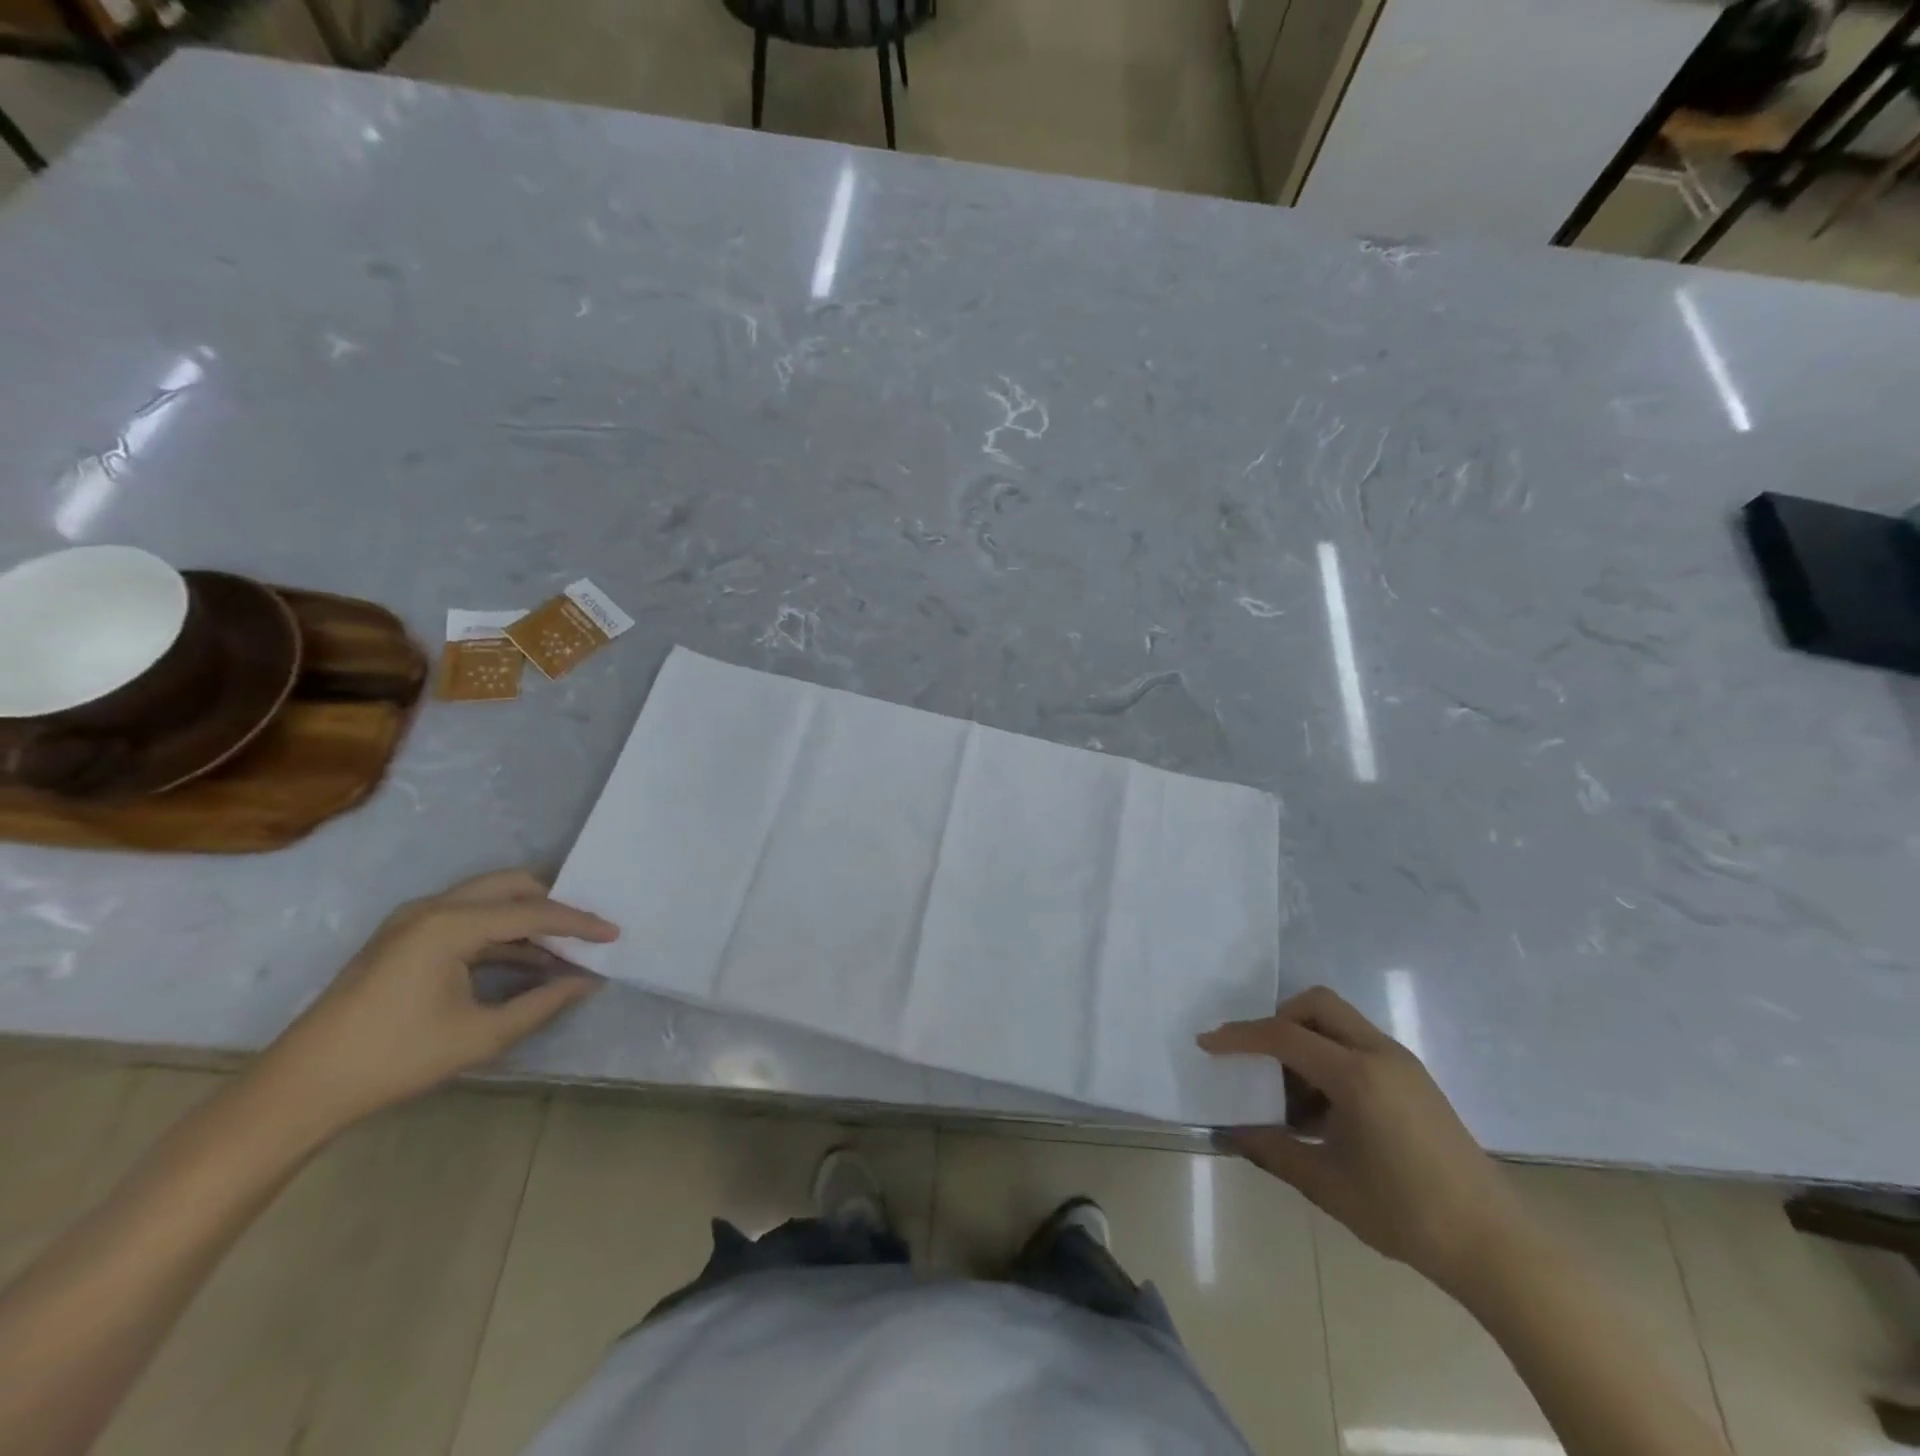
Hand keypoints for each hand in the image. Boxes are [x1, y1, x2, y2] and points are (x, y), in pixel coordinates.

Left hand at [255, 871, 619, 1136]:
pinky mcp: (404, 937)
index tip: (615, 933)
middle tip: (588, 929)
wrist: (301, 1088)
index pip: (532, 913)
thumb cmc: (396, 1059)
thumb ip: (543, 1002)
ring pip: (489, 898)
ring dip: (528, 917)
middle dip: (555, 904)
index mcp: (450, 925)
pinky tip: (525, 958)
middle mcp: (432, 908)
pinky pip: (468, 917)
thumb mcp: (481, 1035)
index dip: (579, 923)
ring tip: (564, 945)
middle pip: (511, 886)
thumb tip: (588, 981)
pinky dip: (501, 931)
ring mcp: (413, 919)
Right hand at [1199, 986, 1529, 1296]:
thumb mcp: (1327, 1185)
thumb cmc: (1406, 1214)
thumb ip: (1273, 1150)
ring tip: (1294, 1099)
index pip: (1283, 1034)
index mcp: (1356, 1075)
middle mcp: (1379, 1054)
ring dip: (1306, 1041)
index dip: (1239, 1036)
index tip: (1207, 1044)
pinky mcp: (1414, 1079)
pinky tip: (1326, 1112)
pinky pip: (1358, 1045)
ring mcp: (1401, 1064)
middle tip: (1258, 1059)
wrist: (1495, 1246)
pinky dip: (1330, 1058)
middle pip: (1316, 1004)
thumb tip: (1230, 1132)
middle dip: (1278, 1019)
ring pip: (1339, 1021)